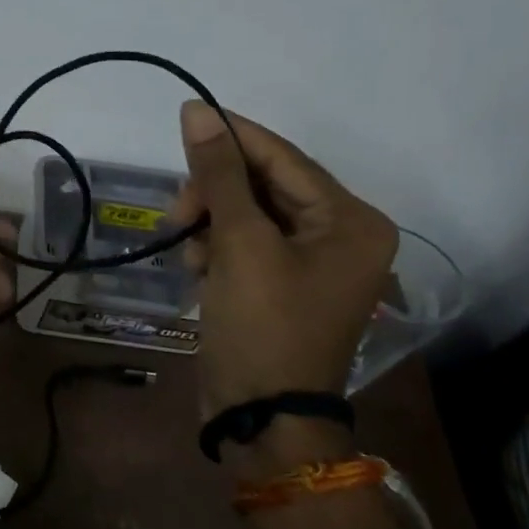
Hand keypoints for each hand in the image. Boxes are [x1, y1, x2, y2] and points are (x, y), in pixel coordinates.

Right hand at [173, 102, 397, 418]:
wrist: (262, 418)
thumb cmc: (263, 326)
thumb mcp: (239, 244)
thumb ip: (218, 174)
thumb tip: (196, 110)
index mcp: (350, 221)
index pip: (284, 159)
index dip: (233, 136)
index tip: (186, 116)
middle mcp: (341, 236)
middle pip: (265, 186)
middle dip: (216, 194)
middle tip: (177, 211)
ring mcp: (312, 263)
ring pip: (248, 214)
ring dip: (211, 223)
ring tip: (188, 250)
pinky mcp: (283, 284)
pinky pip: (245, 244)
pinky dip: (217, 248)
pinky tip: (198, 268)